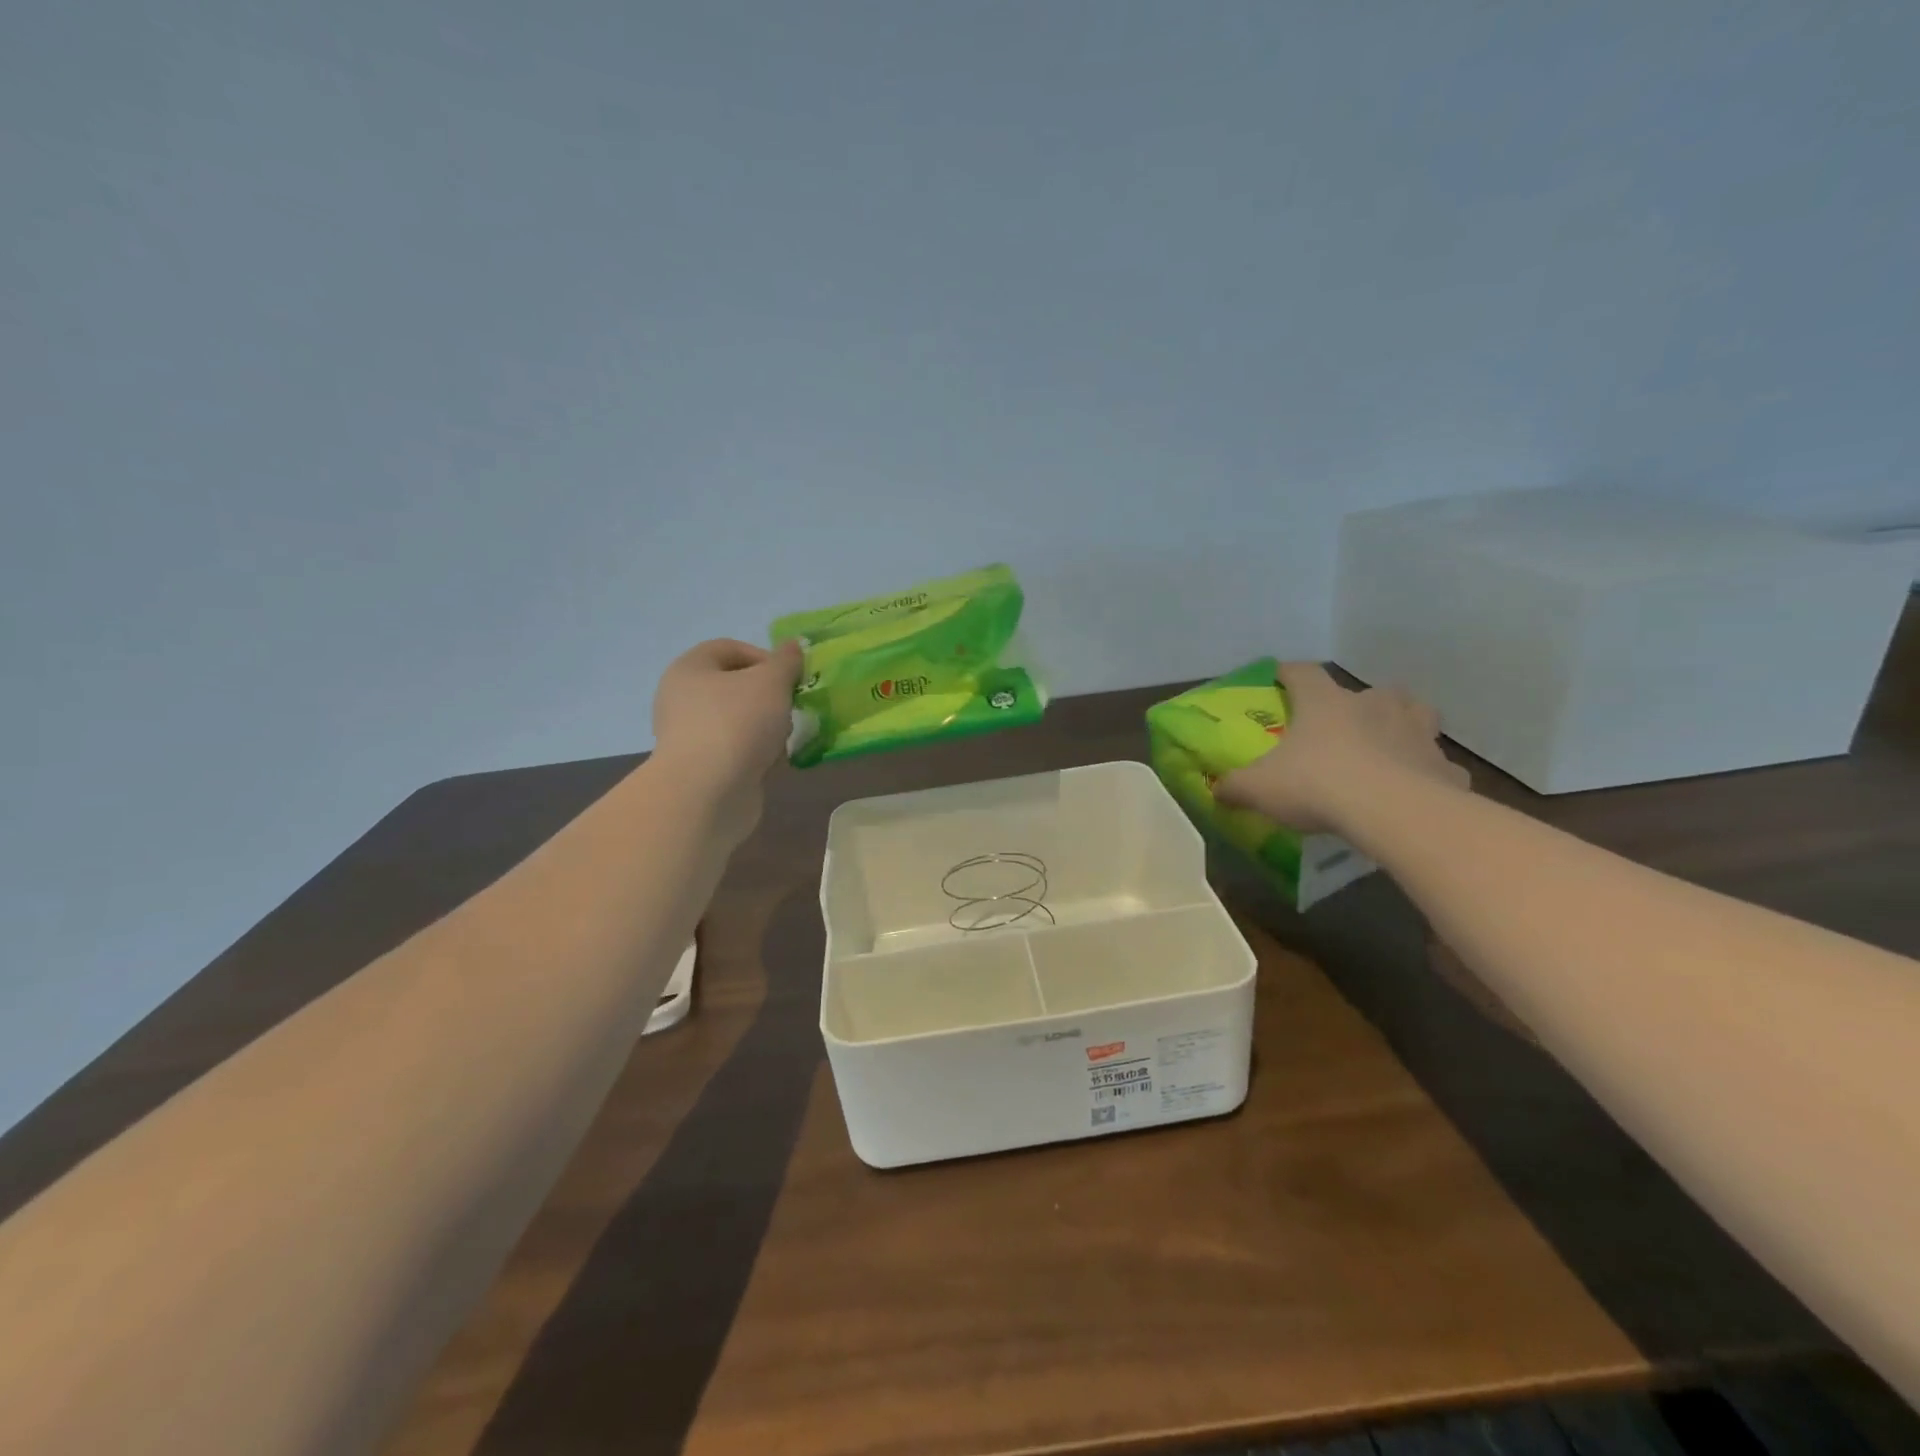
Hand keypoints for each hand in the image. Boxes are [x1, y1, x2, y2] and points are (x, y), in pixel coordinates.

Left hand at [651, 638, 802, 840]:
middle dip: (769, 696)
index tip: (791, 678)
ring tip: (783, 740)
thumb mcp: (771, 682)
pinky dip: (755, 753)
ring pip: (738, 720)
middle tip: (790, 709)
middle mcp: (682, 698)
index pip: (730, 648)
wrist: (707, 793)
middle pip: (735, 686)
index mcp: (690, 668)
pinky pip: (735, 750)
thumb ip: (786, 661)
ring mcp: (689, 735)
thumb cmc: (737, 723)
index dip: (765, 658)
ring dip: (765, 727)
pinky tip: (770, 763)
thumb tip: (793, 645)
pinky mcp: (700, 768)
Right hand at [1216, 662, 1469, 832]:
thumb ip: (1235, 787)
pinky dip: (1427, 773)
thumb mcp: (1259, 788)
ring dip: (1403, 725)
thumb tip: (1217, 789)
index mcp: (1325, 703)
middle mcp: (1375, 706)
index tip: (1279, 676)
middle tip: (1344, 726)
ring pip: (1416, 715)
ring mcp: (1417, 732)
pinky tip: (1415, 791)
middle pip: (1371, 690)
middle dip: (1359, 704)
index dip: (1288, 673)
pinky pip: (1436, 764)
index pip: (1303, 673)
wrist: (1393, 812)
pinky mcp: (1445, 767)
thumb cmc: (1317, 785)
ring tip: (1389, 747)